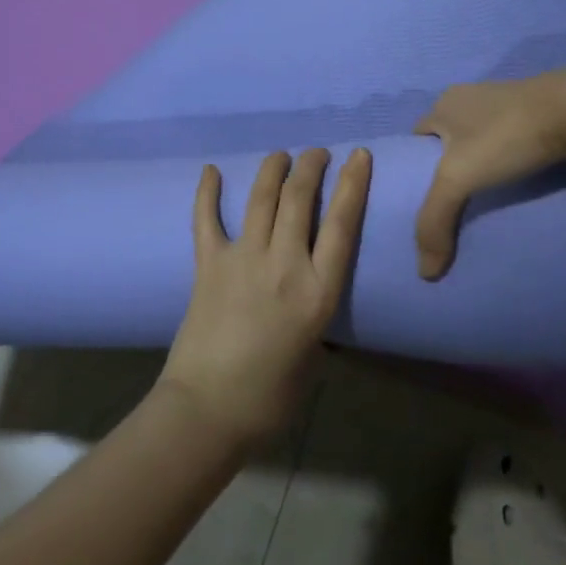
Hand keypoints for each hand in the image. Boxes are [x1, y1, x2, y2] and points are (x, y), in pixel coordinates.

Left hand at [161, 147, 371, 451]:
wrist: (207, 411)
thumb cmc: (271, 396)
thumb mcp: (315, 356)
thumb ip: (317, 314)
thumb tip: (313, 292)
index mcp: (318, 292)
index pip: (342, 224)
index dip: (353, 184)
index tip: (358, 155)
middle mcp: (283, 264)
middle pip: (300, 199)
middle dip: (312, 167)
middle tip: (317, 153)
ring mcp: (242, 259)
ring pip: (261, 198)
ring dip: (273, 169)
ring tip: (282, 155)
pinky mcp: (208, 264)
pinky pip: (206, 219)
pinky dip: (207, 192)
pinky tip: (210, 169)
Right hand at [413, 70, 565, 277]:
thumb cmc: (508, 135)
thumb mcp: (459, 178)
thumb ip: (434, 221)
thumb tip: (424, 273)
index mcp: (444, 103)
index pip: (417, 140)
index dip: (415, 169)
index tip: (424, 201)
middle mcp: (471, 96)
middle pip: (449, 140)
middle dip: (450, 169)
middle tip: (456, 206)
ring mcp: (507, 100)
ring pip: (482, 139)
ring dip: (483, 164)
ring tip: (489, 199)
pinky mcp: (540, 110)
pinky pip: (512, 139)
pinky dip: (511, 159)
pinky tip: (521, 180)